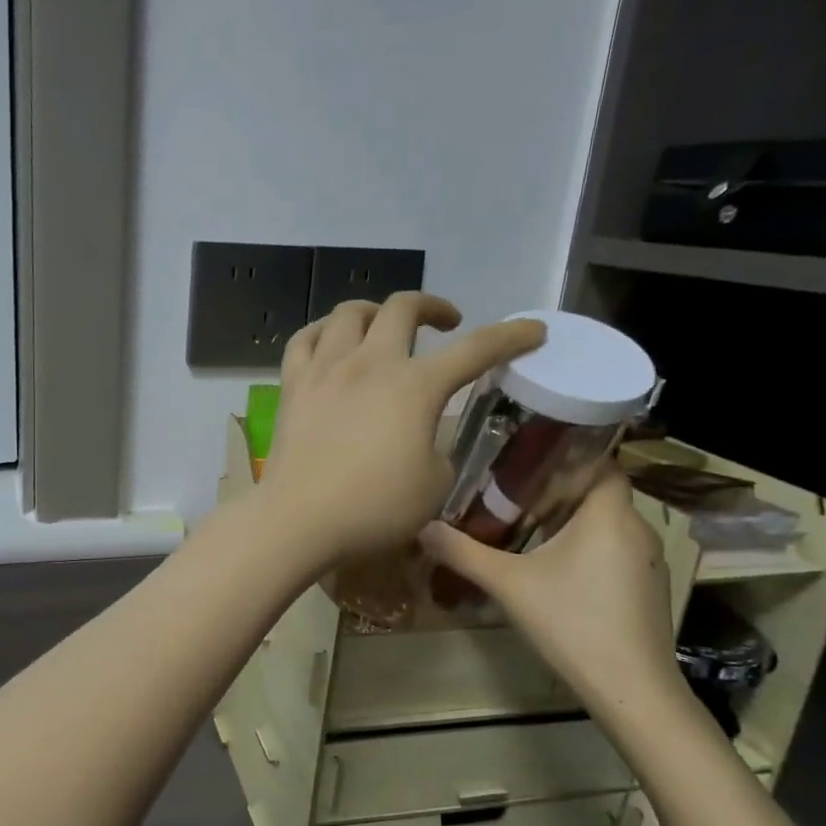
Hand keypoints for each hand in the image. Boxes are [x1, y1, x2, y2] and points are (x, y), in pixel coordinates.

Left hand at [256, 293, 543, 570]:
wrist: (299, 518)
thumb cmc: (374, 508)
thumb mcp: (434, 485)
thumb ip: (438, 449)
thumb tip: (423, 437)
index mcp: (416, 387)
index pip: (476, 350)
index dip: (511, 337)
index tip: (533, 331)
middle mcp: (371, 364)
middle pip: (403, 308)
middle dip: (432, 306)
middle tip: (446, 323)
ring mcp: (326, 369)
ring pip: (349, 313)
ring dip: (375, 312)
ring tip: (383, 327)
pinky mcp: (292, 385)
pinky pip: (304, 339)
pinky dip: (322, 332)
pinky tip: (329, 342)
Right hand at [419, 468, 682, 717]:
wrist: (631, 689)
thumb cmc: (572, 622)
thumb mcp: (508, 584)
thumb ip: (463, 552)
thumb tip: (423, 527)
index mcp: (609, 515)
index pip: (601, 463)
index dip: (568, 457)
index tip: (529, 462)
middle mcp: (638, 529)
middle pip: (598, 495)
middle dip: (557, 493)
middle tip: (511, 497)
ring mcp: (649, 562)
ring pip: (607, 526)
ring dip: (571, 525)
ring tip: (526, 531)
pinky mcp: (649, 590)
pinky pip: (615, 553)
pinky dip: (587, 551)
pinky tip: (556, 573)